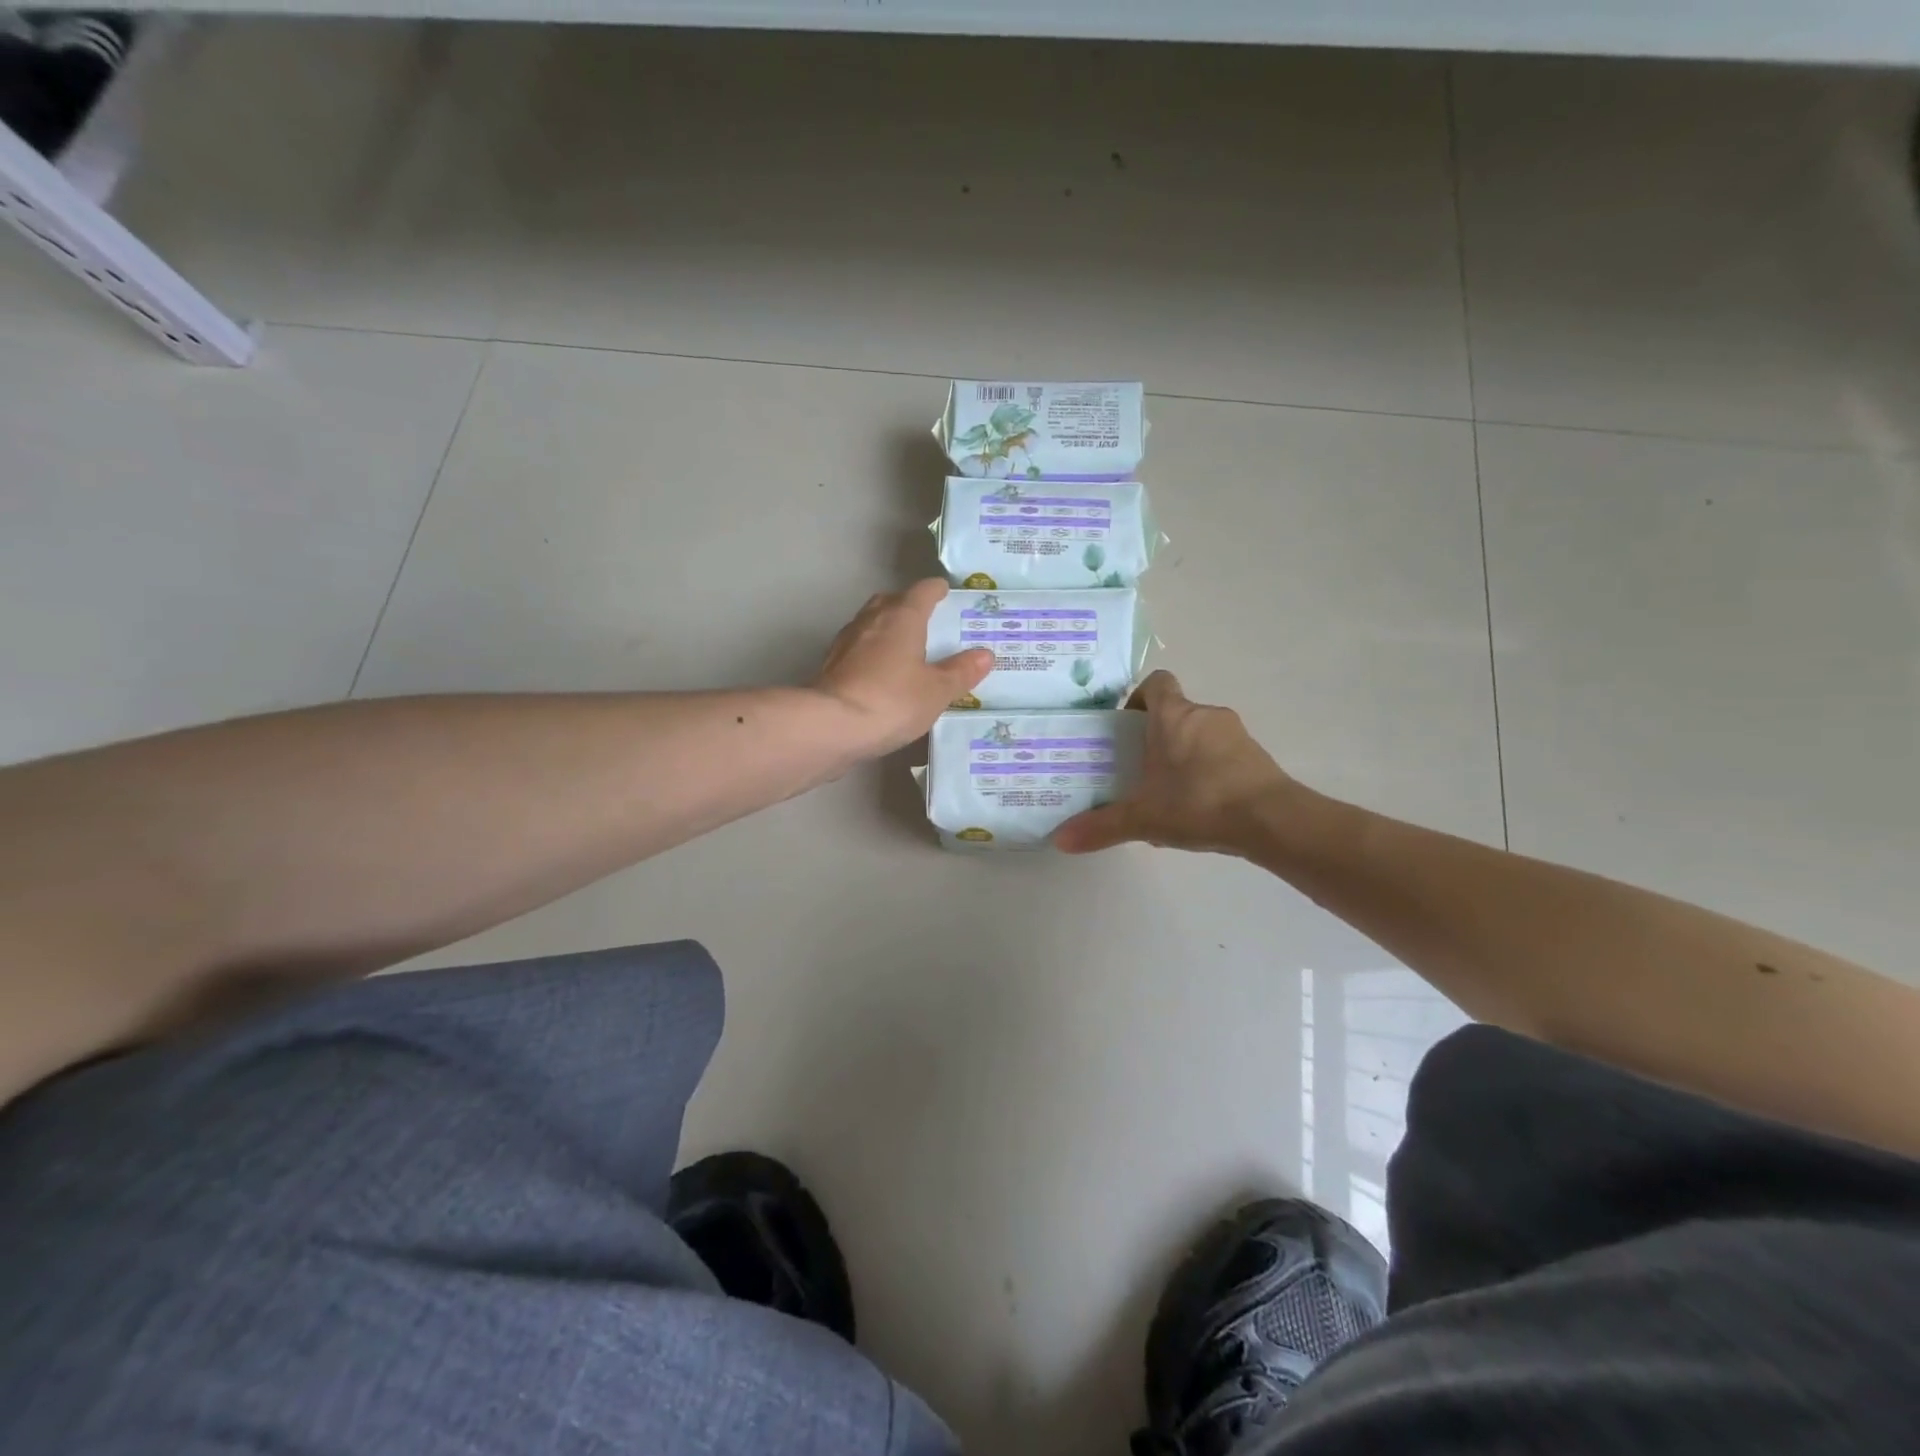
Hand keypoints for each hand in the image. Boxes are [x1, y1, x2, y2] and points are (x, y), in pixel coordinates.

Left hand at [814, 579, 993, 757]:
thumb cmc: (892, 700)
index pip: (922, 591)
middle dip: (907, 606)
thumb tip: (985, 654)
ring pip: (870, 624)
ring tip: (905, 647)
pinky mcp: (831, 666)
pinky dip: (871, 653)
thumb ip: (960, 671)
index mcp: (901, 617)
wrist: (831, 726)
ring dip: (886, 629)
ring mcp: (846, 642)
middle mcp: (871, 621)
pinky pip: (857, 649)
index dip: (936, 590)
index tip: (945, 592)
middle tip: (926, 620)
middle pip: (890, 602)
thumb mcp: (936, 690)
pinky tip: (880, 673)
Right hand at [1053, 670, 1296, 855]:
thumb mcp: (1143, 818)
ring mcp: (1236, 735)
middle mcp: (1205, 715)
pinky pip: (1223, 756)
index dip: (1140, 698)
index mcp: (1174, 716)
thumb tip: (1060, 840)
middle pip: (1176, 713)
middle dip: (1156, 737)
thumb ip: (1101, 827)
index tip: (1128, 726)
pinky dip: (1208, 772)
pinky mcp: (1256, 757)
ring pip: (1200, 735)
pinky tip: (1199, 808)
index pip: (1157, 683)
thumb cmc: (1198, 803)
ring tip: (1168, 794)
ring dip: (1184, 755)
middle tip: (1138, 768)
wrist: (1271, 820)